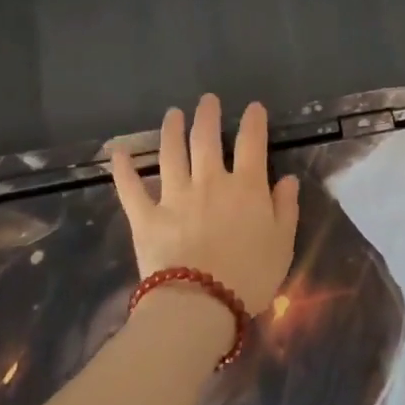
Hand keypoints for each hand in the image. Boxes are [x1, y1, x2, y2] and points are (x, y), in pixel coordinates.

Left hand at [110, 94, 301, 315]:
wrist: (200, 304)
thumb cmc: (250, 276)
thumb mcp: (283, 243)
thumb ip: (286, 208)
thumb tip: (287, 180)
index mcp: (247, 187)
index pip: (252, 143)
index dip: (254, 121)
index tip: (253, 108)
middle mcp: (210, 182)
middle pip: (207, 139)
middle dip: (208, 115)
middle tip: (207, 100)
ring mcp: (174, 196)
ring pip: (171, 153)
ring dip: (171, 130)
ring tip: (173, 115)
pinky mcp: (145, 216)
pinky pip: (130, 187)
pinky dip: (123, 168)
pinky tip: (118, 152)